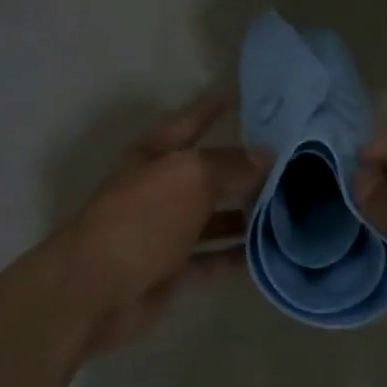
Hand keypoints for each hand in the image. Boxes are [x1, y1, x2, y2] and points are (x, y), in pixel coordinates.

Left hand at [64, 91, 267, 353]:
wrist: (95, 291)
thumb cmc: (141, 220)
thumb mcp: (189, 178)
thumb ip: (229, 165)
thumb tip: (264, 155)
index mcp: (155, 156)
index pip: (190, 122)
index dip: (212, 107)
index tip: (241, 95)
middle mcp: (160, 188)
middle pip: (207, 172)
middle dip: (243, 166)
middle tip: (291, 161)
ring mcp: (165, 230)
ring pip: (214, 216)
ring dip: (246, 213)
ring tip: (291, 208)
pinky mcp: (171, 268)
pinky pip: (212, 257)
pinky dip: (237, 255)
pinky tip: (270, 253)